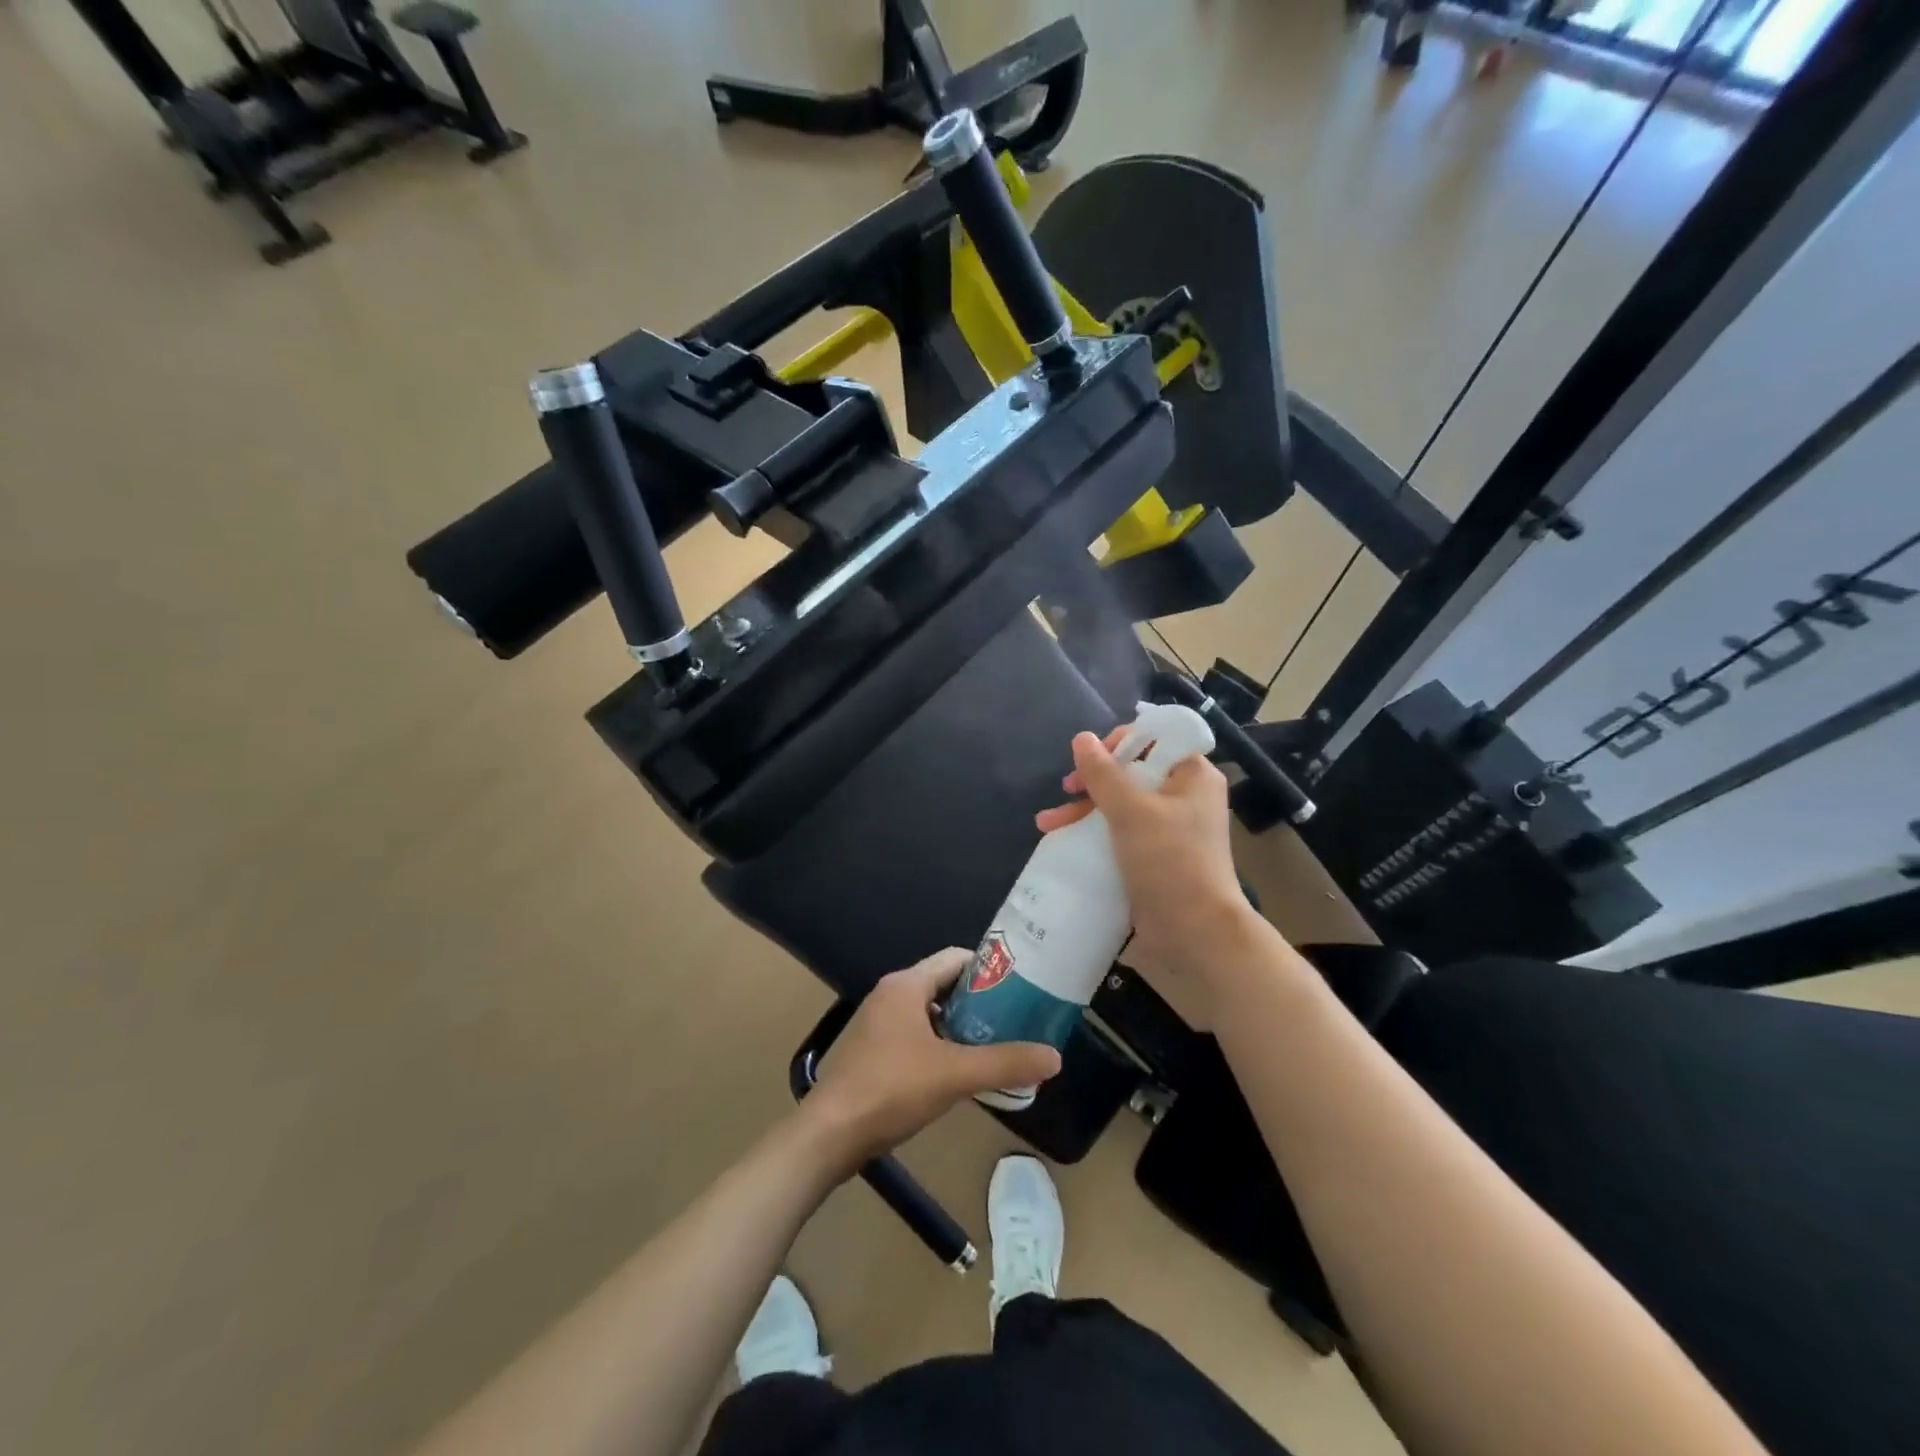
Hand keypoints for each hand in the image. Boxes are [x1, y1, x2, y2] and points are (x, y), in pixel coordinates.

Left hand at [804, 949, 1061, 1168]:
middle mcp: (890, 994)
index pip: (956, 959)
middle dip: (980, 1001)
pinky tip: (960, 1070)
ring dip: (961, 1026)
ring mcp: (878, 1023)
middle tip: (1017, 1019)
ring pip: (930, 1012)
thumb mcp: (955, 1074)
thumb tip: (1055, 1057)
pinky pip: (916, 1034)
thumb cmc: (891, 1089)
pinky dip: (940, 1044)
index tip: (1022, 987)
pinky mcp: (872, 1050)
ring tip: (997, 1045)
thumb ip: (1005, 1063)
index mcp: (906, 985)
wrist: (829, 1135)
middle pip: (945, 984)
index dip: (990, 969)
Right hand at [1036, 729, 1268, 1027]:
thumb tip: (1081, 738)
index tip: (1091, 761)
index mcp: (1192, 775)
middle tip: (1066, 791)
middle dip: (1092, 782)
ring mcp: (1170, 829)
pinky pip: (1121, 833)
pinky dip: (1094, 834)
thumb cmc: (1169, 861)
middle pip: (1132, 772)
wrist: (1195, 933)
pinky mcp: (1155, 857)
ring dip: (1084, 810)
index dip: (1120, 743)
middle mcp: (1184, 797)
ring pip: (1121, 805)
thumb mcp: (1131, 811)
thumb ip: (1103, 773)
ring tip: (1046, 825)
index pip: (1156, 739)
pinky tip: (1062, 841)